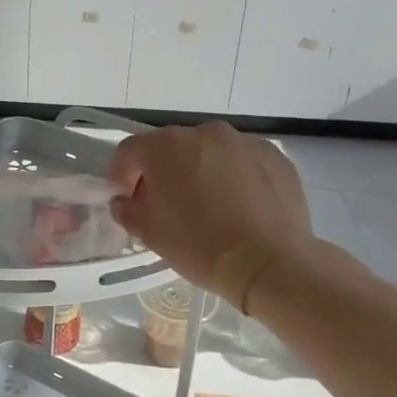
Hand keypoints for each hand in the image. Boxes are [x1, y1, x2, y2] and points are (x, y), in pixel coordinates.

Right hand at [108, 123, 312, 290]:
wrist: (269, 263)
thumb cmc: (200, 246)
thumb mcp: (150, 234)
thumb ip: (128, 210)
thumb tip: (125, 203)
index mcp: (166, 147)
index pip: (131, 150)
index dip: (122, 174)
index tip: (127, 199)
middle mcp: (205, 133)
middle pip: (172, 147)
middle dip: (162, 172)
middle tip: (165, 205)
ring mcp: (244, 142)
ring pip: (210, 151)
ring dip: (200, 170)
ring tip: (207, 205)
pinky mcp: (275, 156)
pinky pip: (242, 161)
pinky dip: (234, 176)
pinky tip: (239, 206)